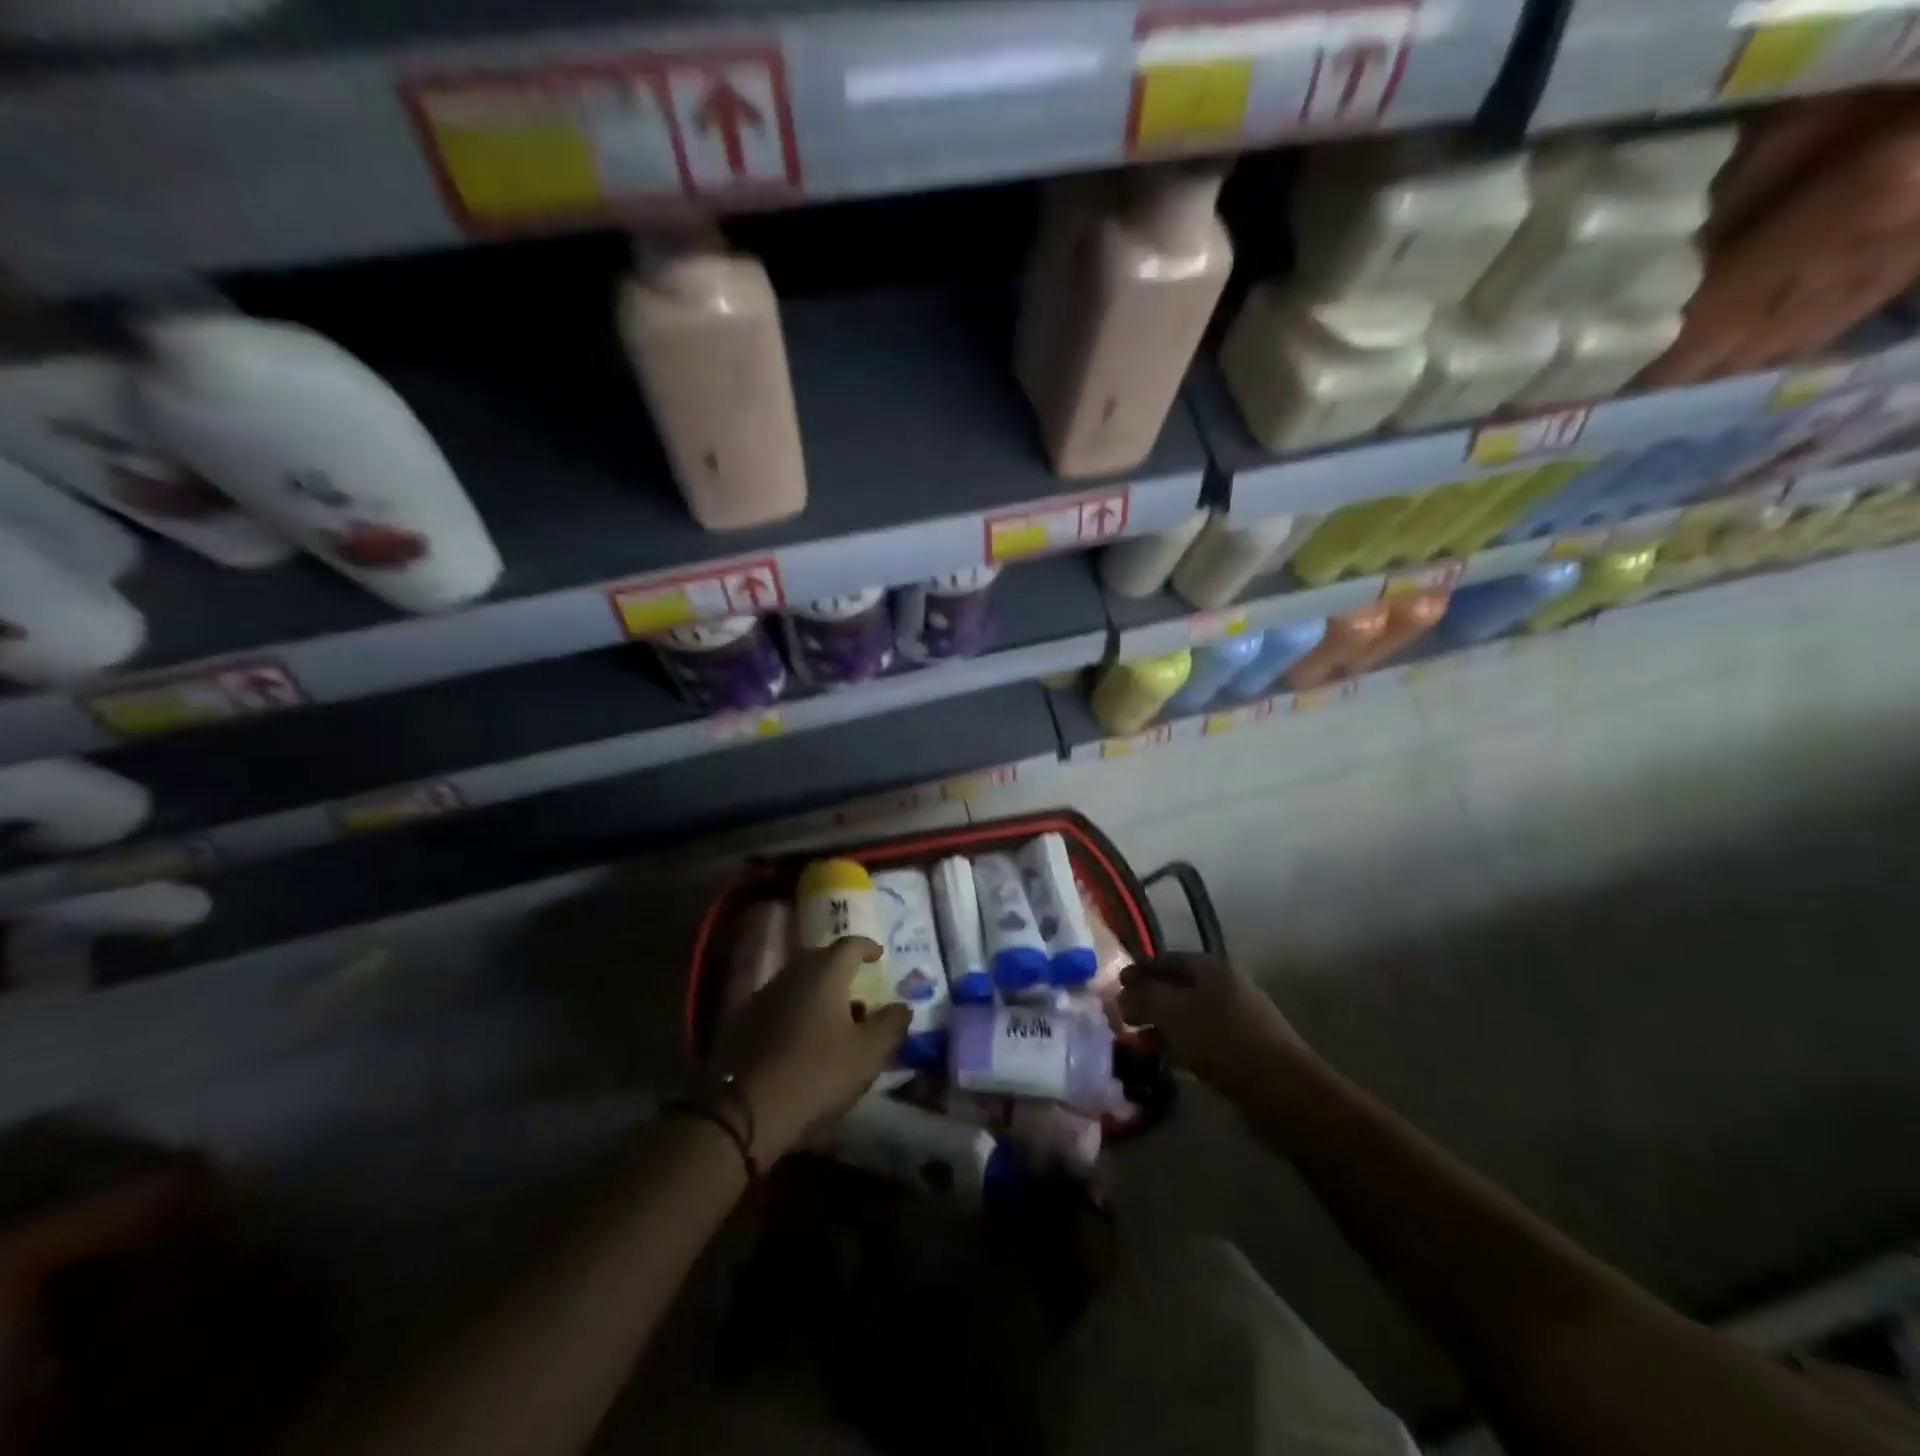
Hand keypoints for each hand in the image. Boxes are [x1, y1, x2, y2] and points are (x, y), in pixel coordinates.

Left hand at [715, 937, 910, 1158]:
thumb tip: (903, 1006)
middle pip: (820, 958)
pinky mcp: (742, 1021)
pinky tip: (801, 1036)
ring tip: (833, 1015)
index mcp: (824, 972)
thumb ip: (891, 1024)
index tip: (879, 955)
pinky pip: (779, 1004)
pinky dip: (795, 1010)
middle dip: (841, 967)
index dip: (867, 947)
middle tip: (858, 985)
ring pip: (797, 981)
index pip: (850, 945)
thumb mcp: (868, 1053)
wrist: (744, 1107)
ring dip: (817, 990)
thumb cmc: (817, 1071)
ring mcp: (763, 995)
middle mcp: (792, 973)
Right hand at [1117, 953, 1308, 1103]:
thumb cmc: (1221, 1039)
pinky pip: (1203, 1037)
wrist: (1281, 1089)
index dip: (1138, 970)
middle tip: (1123, 1017)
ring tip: (1141, 1041)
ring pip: (1189, 1014)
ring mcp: (1238, 1016)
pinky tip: (1169, 1060)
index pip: (1165, 959)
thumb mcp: (1171, 1012)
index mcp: (1211, 967)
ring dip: (1163, 1025)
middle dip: (1148, 1000)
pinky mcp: (1244, 1047)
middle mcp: (1226, 985)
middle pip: (1177, 986)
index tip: (1115, 986)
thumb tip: (1123, 994)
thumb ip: (1142, 997)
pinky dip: (1182, 1043)